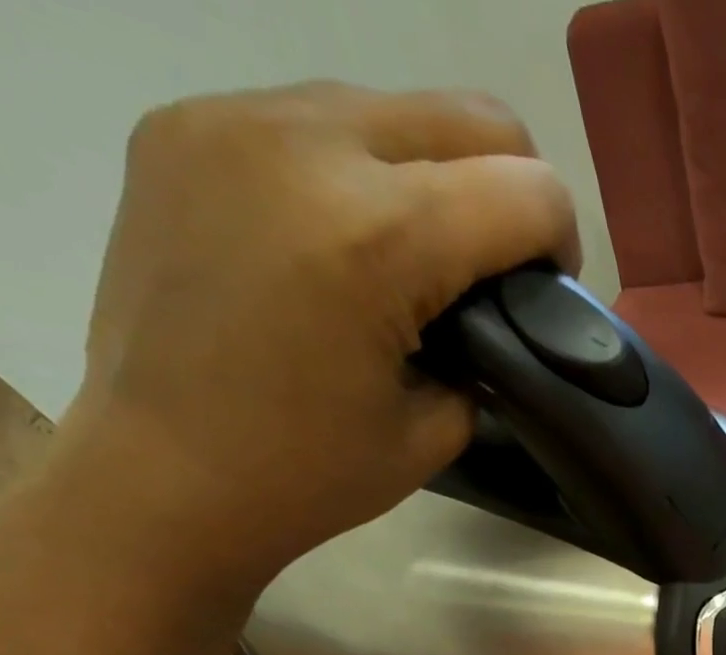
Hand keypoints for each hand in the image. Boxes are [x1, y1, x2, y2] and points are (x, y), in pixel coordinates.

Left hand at [50, 82, 579, 600]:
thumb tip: (490, 310)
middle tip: (494, 265)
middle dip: (511, 191)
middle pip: (473, 118)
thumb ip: (485, 349)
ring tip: (412, 256)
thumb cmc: (311, 474)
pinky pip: (313, 119)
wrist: (163, 476)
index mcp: (379, 239)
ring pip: (393, 108)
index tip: (544, 293)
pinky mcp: (182, 126)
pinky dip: (355, 171)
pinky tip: (337, 241)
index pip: (528, 191)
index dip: (562, 244)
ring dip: (432, 175)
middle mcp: (306, 146)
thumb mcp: (438, 427)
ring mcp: (232, 120)